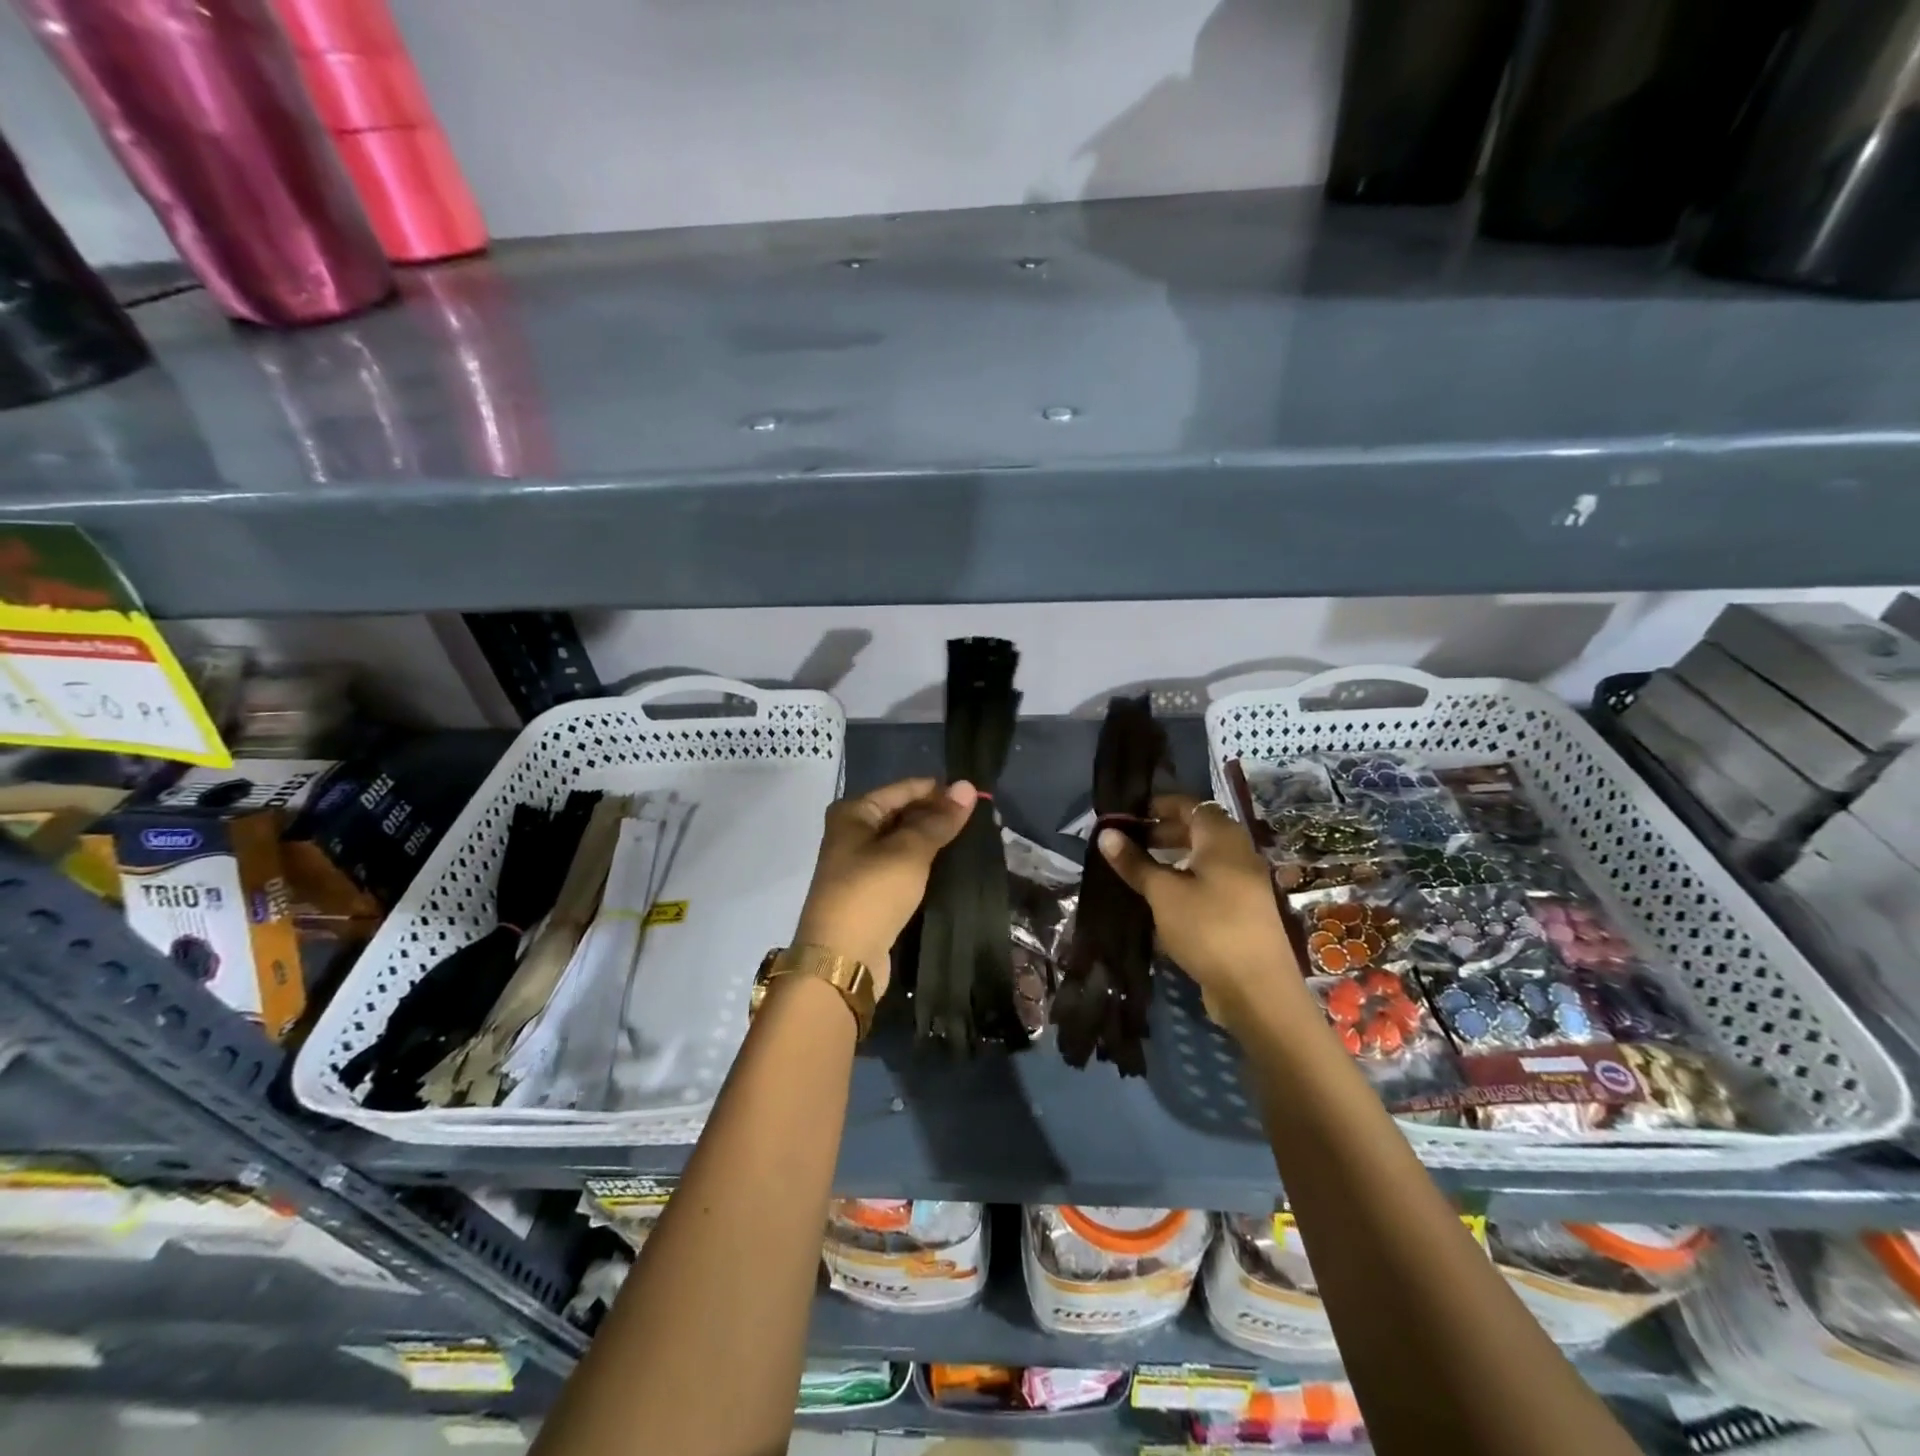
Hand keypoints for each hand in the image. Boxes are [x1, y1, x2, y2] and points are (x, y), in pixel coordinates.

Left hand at [794, 777, 978, 995]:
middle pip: (903, 813)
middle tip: (982, 821)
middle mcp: (853, 832)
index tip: (978, 798)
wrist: (842, 959)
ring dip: (934, 842)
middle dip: (938, 816)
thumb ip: (939, 820)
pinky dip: (925, 865)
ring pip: (905, 842)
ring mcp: (860, 864)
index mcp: (854, 812)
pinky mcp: (871, 892)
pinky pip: (903, 867)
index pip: (905, 789)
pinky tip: (952, 866)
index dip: (940, 791)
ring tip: (974, 840)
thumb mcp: (909, 851)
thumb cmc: (872, 893)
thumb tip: (968, 786)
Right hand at [1098, 794, 1303, 1030]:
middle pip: (1198, 830)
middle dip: (1163, 832)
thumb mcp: (1163, 893)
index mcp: (1222, 839)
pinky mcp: (1243, 911)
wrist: (1257, 990)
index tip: (1128, 815)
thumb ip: (1135, 862)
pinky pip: (1211, 883)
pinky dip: (1186, 881)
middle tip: (1128, 843)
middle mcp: (1238, 853)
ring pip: (1204, 858)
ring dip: (1173, 859)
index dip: (1159, 805)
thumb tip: (1106, 833)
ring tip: (1140, 871)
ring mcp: (1245, 884)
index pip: (1190, 805)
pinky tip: (1163, 900)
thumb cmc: (1208, 928)